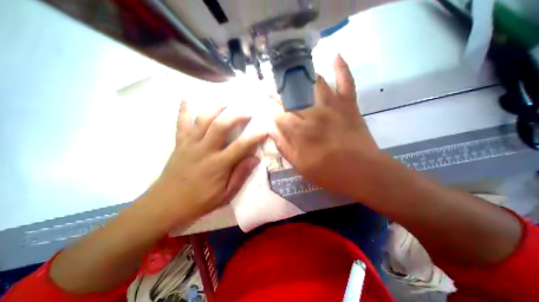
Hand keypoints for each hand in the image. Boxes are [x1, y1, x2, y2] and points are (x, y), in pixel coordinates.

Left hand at [146, 103, 264, 227]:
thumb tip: (255, 159)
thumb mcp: (225, 195)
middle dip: (235, 115)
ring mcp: (190, 144)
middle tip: (247, 111)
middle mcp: (204, 150)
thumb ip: (240, 175)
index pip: (241, 146)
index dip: (255, 137)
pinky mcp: (179, 144)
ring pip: (202, 120)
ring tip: (226, 103)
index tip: (265, 130)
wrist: (166, 204)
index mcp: (218, 164)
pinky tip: (187, 99)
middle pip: (220, 126)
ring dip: (215, 109)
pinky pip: (181, 124)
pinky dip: (184, 111)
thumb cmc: (199, 201)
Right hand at [271, 55, 389, 199]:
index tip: (263, 108)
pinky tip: (335, 55)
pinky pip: (346, 81)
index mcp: (299, 131)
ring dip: (301, 77)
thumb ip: (284, 146)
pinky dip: (341, 68)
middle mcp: (312, 113)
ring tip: (291, 74)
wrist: (363, 172)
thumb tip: (271, 130)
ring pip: (313, 82)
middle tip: (270, 90)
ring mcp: (332, 105)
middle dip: (277, 93)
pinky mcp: (348, 104)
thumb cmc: (329, 173)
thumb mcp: (300, 165)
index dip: (268, 111)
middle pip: (290, 96)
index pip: (277, 114)